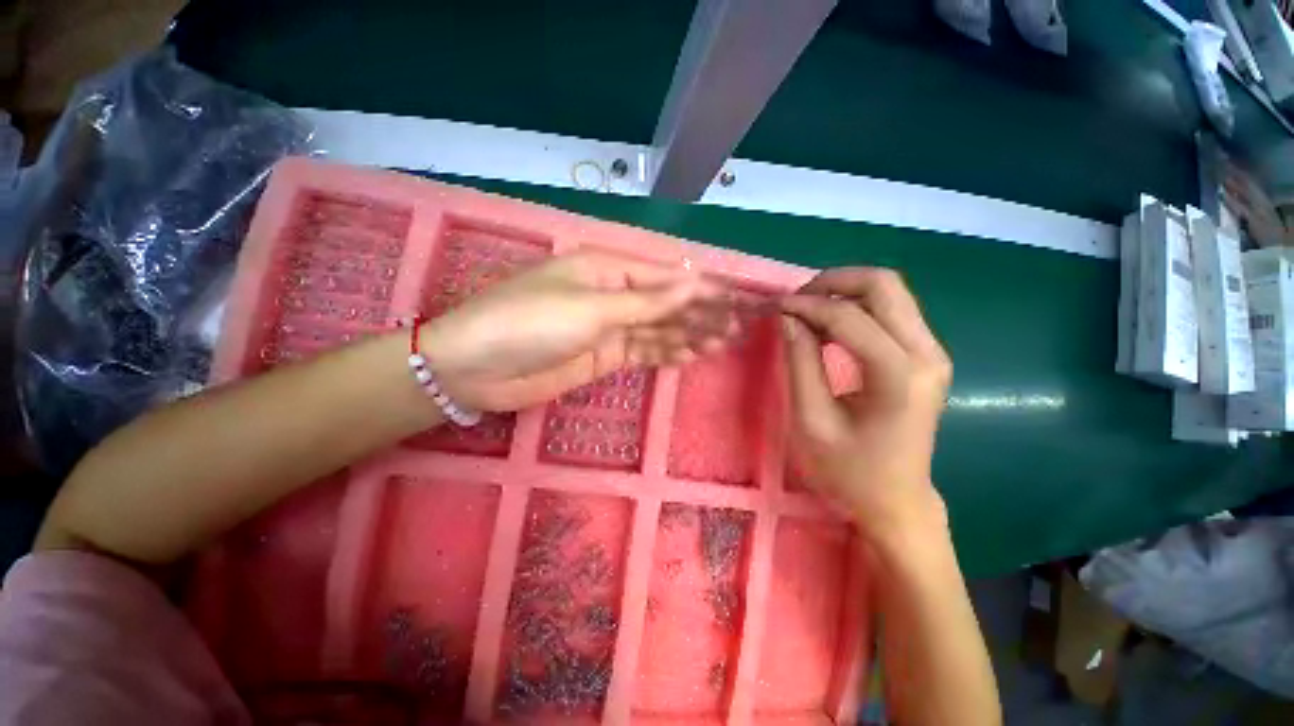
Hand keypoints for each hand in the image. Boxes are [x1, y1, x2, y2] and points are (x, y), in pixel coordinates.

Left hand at [423, 251, 733, 411]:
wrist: (478, 368)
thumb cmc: (531, 323)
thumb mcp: (591, 308)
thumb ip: (645, 302)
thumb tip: (693, 283)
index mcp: (607, 268)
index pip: (664, 275)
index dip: (701, 286)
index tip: (734, 298)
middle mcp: (611, 293)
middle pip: (665, 302)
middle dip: (700, 313)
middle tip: (736, 326)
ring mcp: (608, 327)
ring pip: (658, 328)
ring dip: (689, 334)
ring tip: (721, 343)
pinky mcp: (603, 355)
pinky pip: (642, 351)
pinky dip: (666, 353)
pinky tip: (690, 355)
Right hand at [780, 268, 951, 542]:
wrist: (896, 501)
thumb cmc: (848, 471)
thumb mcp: (811, 420)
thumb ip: (800, 363)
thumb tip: (789, 318)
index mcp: (899, 376)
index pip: (850, 317)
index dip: (808, 306)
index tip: (776, 309)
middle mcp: (927, 354)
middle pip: (884, 285)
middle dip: (833, 283)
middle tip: (795, 302)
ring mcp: (933, 353)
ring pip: (890, 292)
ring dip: (844, 292)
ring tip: (807, 311)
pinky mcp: (926, 357)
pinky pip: (892, 310)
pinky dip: (856, 307)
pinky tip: (829, 325)